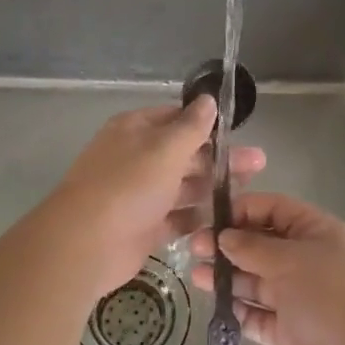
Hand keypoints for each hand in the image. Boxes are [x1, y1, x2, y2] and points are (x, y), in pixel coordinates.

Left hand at [41, 98, 264, 301]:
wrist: (86, 244)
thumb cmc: (128, 186)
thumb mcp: (164, 149)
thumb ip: (191, 127)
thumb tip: (208, 99)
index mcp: (135, 130)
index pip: (176, 118)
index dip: (206, 124)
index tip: (238, 132)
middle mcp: (137, 158)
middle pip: (184, 154)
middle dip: (219, 158)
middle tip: (258, 164)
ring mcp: (140, 194)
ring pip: (183, 186)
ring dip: (212, 188)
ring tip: (248, 194)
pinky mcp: (144, 227)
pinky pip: (175, 218)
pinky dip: (195, 218)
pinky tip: (224, 220)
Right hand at [191, 192, 344, 344]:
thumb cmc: (330, 295)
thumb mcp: (290, 260)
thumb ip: (253, 247)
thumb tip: (224, 237)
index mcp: (316, 233)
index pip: (275, 209)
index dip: (243, 210)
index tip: (210, 218)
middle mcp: (308, 261)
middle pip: (262, 245)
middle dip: (229, 246)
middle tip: (194, 249)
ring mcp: (299, 297)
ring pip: (257, 281)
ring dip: (228, 278)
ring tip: (196, 277)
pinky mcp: (290, 332)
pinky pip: (259, 316)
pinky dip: (240, 311)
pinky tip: (217, 306)